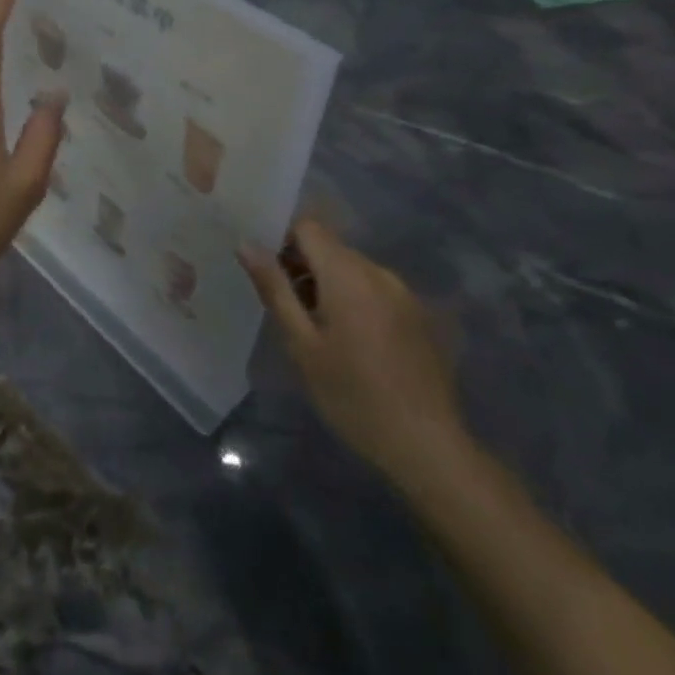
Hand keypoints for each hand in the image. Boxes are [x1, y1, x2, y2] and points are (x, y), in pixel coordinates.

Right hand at [240, 218, 467, 488]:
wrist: (428, 447)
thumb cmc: (352, 395)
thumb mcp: (302, 344)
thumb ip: (274, 288)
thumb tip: (246, 243)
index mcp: (348, 274)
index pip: (308, 226)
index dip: (282, 240)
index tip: (269, 272)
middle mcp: (379, 272)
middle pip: (331, 246)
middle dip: (303, 266)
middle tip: (287, 308)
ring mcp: (403, 293)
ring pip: (352, 269)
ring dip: (328, 284)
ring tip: (317, 330)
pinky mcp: (418, 315)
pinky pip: (375, 289)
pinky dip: (354, 300)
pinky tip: (351, 343)